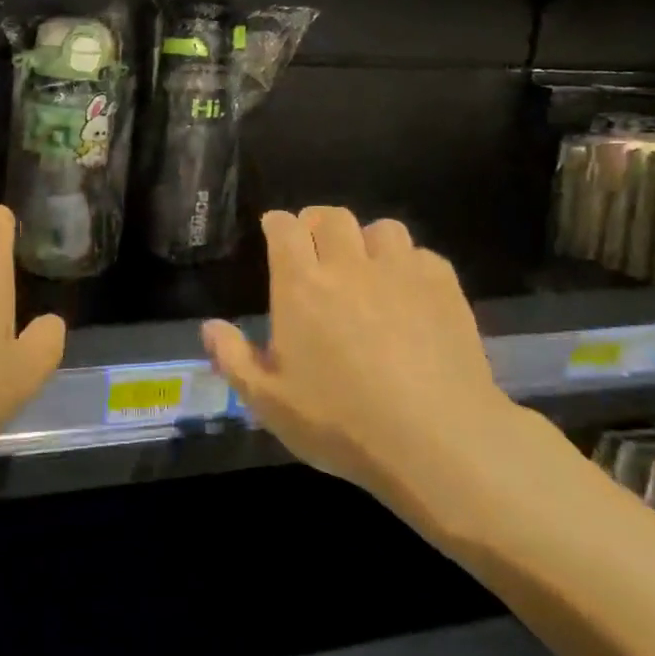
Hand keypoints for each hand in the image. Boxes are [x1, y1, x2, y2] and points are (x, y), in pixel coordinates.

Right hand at [200, 208, 569, 554]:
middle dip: (317, 223)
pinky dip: (408, 264)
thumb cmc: (339, 422)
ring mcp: (400, 273)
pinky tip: (408, 293)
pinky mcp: (444, 288)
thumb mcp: (269, 403)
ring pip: (381, 228)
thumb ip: (234, 359)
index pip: (285, 229)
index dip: (278, 224)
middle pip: (332, 217)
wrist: (435, 438)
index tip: (275, 230)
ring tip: (365, 266)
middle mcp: (348, 266)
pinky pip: (422, 255)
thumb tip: (210, 327)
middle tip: (315, 246)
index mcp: (300, 287)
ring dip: (366, 240)